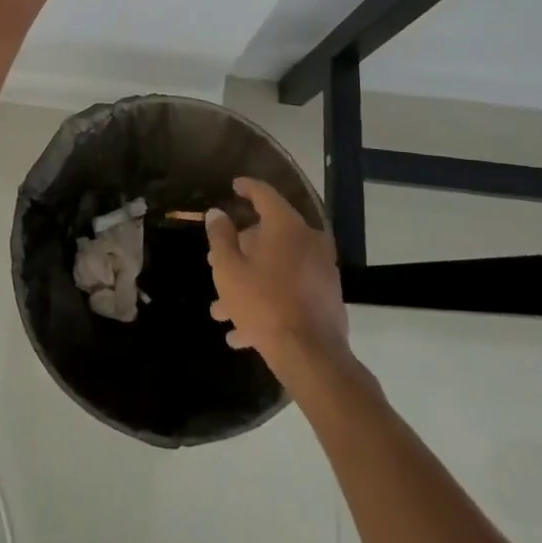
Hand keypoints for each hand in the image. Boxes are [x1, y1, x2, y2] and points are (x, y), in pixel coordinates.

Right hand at [206, 177, 349, 377]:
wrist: (311, 356)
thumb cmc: (264, 304)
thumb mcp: (230, 270)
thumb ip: (220, 237)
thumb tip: (217, 213)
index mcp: (286, 226)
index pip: (264, 195)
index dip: (247, 188)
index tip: (234, 186)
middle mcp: (308, 241)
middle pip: (268, 235)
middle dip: (239, 251)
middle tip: (216, 262)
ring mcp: (321, 270)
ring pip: (276, 267)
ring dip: (249, 283)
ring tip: (222, 310)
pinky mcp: (326, 298)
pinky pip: (290, 290)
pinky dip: (267, 300)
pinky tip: (242, 333)